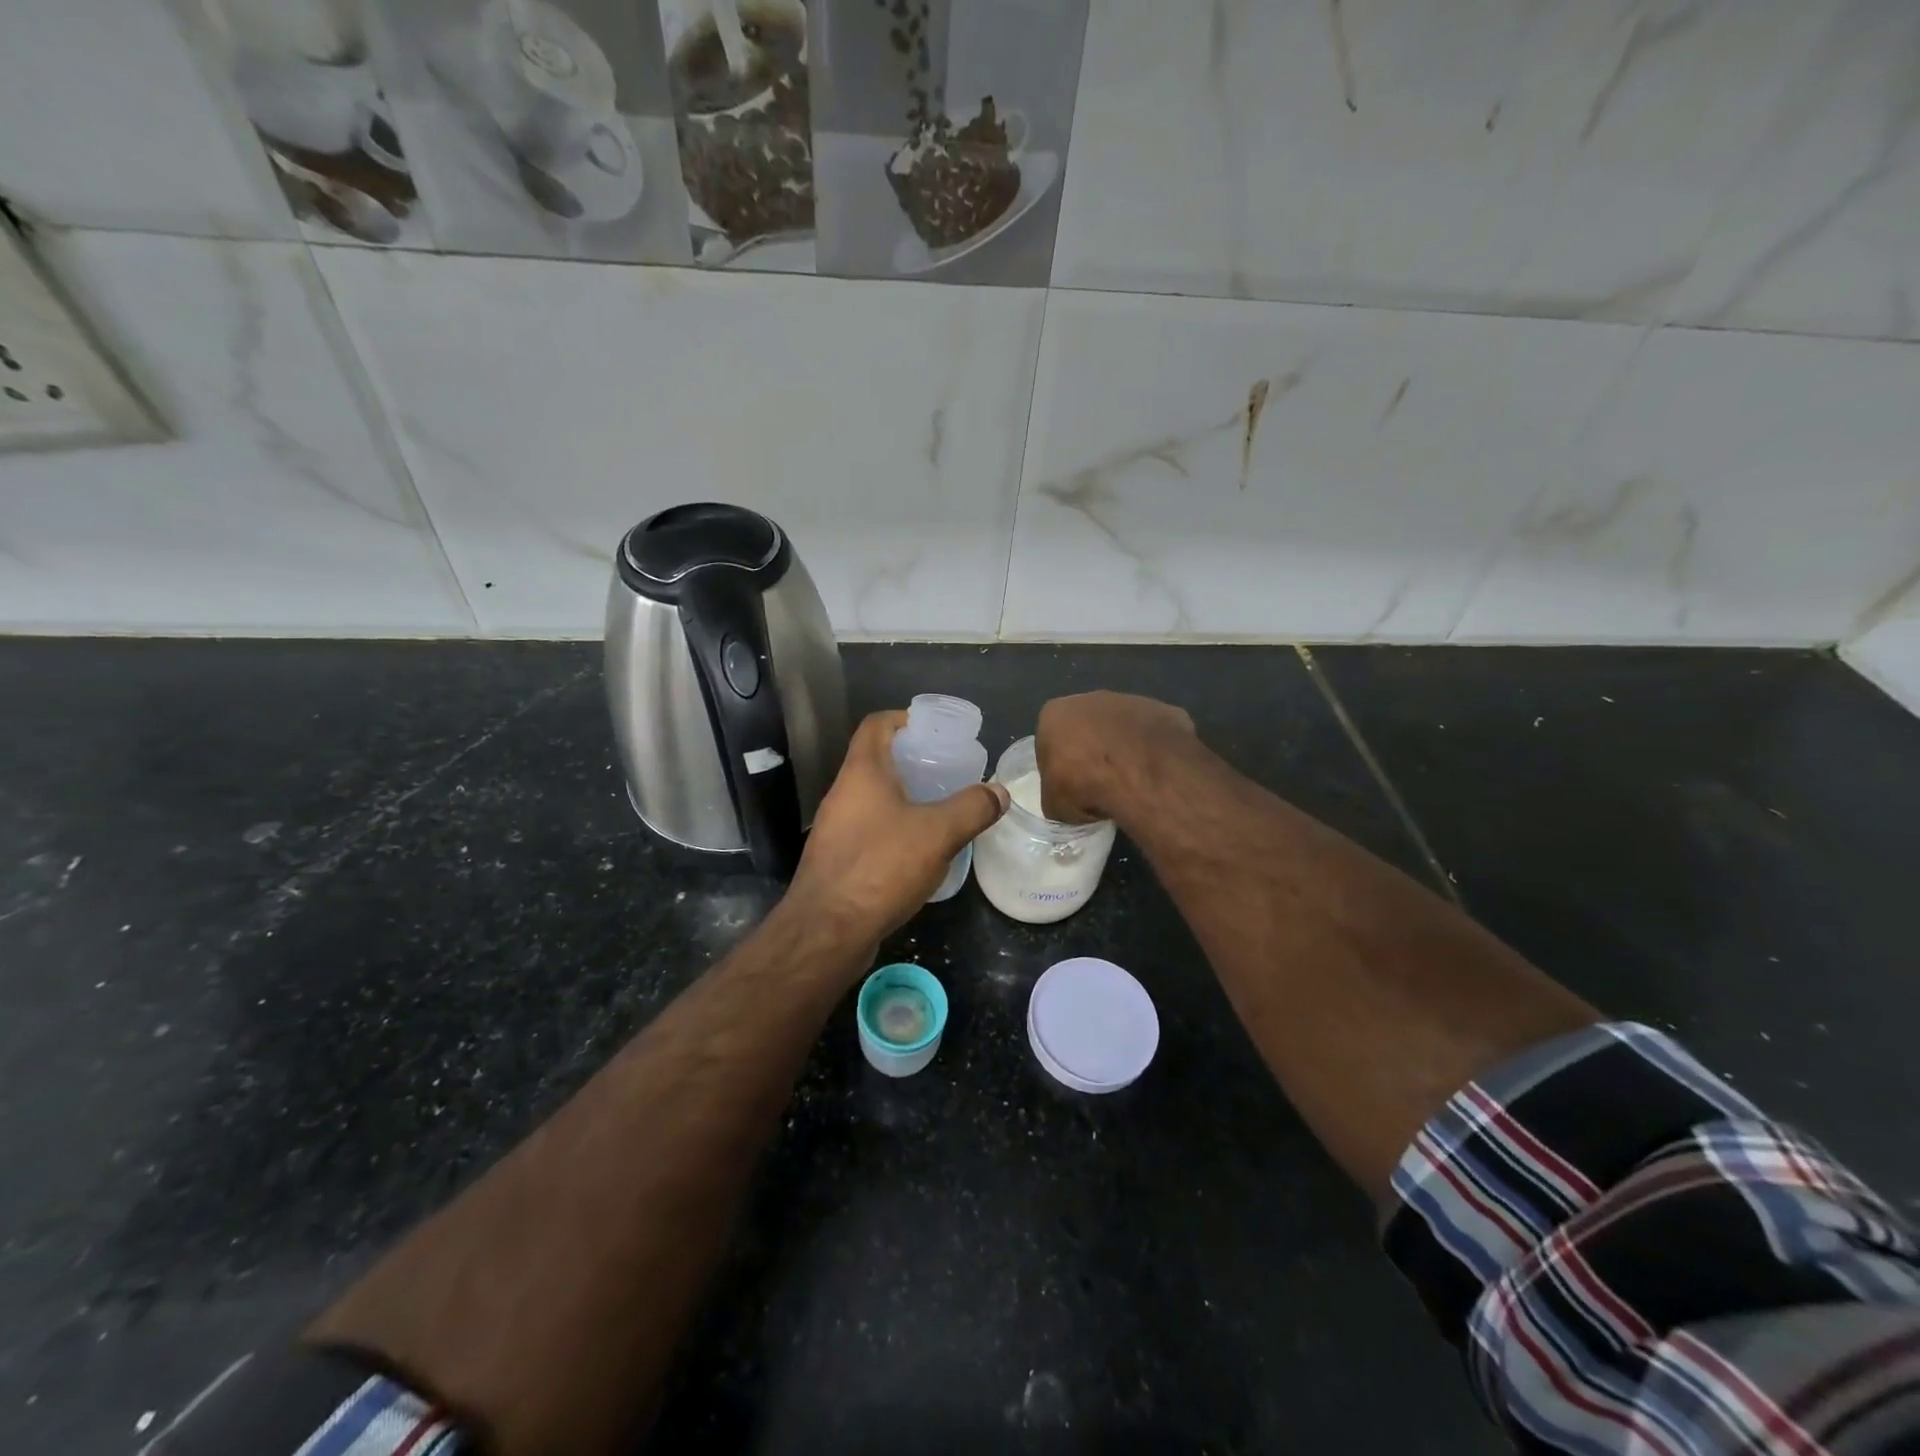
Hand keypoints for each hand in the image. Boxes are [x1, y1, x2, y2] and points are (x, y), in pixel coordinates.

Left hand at [787, 710, 1009, 945]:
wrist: (826, 932)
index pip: (877, 724)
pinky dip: (895, 830)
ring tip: (942, 810)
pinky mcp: (837, 860)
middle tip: (949, 773)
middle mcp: (843, 794)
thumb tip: (998, 792)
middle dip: (913, 762)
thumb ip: (972, 808)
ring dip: (905, 799)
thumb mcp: (938, 833)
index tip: (935, 732)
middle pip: (877, 761)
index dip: (905, 719)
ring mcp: (836, 828)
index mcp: (861, 772)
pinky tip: (921, 852)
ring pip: (874, 799)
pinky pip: (870, 831)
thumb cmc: (880, 868)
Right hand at [1035, 691, 1195, 823]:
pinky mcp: (1165, 711)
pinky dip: (1152, 751)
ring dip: (1122, 749)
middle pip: (1086, 727)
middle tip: (1098, 784)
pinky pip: (1153, 734)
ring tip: (1130, 783)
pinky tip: (1154, 775)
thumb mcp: (1053, 805)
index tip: (1068, 787)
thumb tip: (1066, 801)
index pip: (1049, 741)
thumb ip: (1055, 795)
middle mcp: (1090, 699)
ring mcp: (1131, 701)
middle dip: (1091, 750)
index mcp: (1054, 714)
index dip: (1058, 765)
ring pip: (1121, 728)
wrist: (1141, 775)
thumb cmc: (1084, 786)